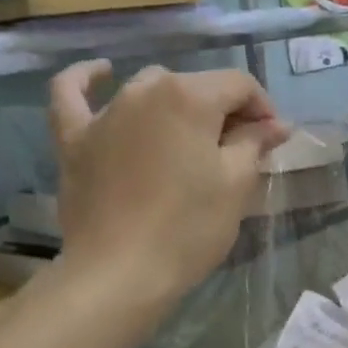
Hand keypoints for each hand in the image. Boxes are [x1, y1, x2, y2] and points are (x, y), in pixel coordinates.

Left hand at [49, 62, 289, 302]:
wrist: (120, 274)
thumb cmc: (189, 228)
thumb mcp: (236, 184)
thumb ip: (254, 143)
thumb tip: (275, 124)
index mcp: (190, 97)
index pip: (239, 84)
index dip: (262, 109)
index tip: (270, 142)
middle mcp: (145, 91)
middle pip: (196, 86)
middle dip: (223, 110)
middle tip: (237, 151)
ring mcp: (105, 112)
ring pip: (148, 88)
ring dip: (175, 103)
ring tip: (189, 137)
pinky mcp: (74, 138)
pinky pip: (72, 94)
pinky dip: (86, 79)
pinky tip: (101, 73)